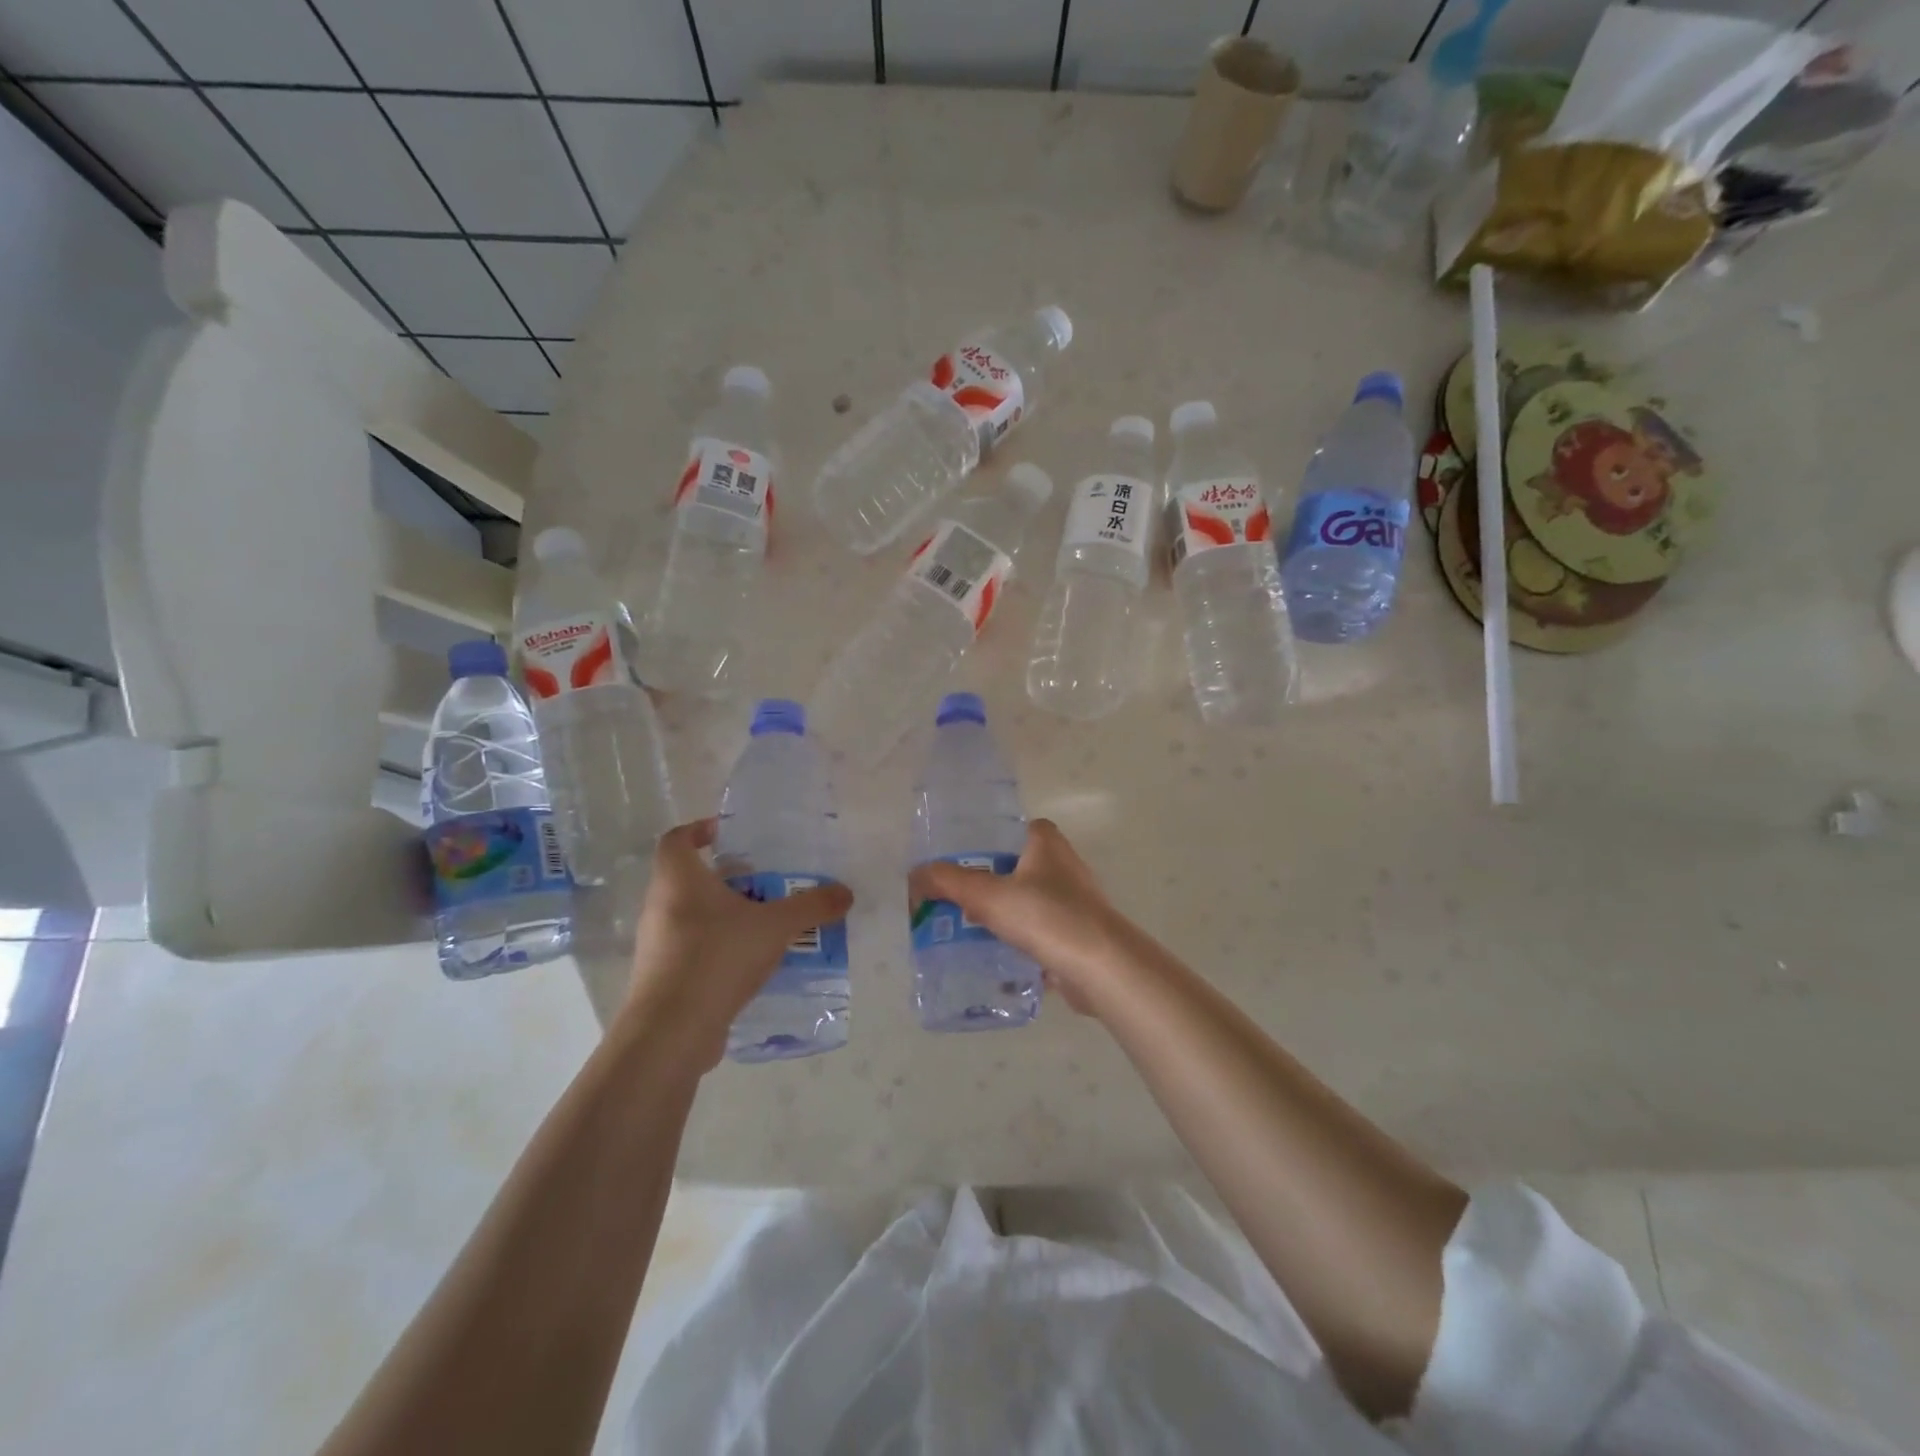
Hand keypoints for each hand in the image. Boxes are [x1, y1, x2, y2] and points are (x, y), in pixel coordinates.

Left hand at [620, 819, 852, 1067]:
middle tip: (765, 885)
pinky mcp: (662, 979)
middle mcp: (660, 906)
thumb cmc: (717, 957)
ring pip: (694, 917)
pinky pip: (694, 952)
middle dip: (729, 880)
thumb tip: (845, 893)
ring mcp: (658, 945)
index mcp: (678, 880)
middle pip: (690, 880)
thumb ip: (812, 907)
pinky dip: (720, 950)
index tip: (728, 835)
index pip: (677, 839)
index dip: (700, 830)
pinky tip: (753, 965)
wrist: (671, 1031)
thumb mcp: (775, 926)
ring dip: (727, 917)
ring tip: (767, 926)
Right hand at [907, 819, 1140, 1015]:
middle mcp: (1063, 865)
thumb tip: (915, 875)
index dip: (983, 841)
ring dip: (1000, 914)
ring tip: (963, 929)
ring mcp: (1072, 901)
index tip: (956, 861)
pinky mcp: (1076, 933)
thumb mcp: (988, 895)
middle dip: (985, 882)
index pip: (1010, 829)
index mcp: (1045, 842)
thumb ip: (949, 882)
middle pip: (1014, 867)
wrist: (1101, 967)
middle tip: (951, 899)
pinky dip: (1017, 941)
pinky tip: (992, 956)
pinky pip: (1037, 932)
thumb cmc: (1047, 917)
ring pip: (1025, 901)